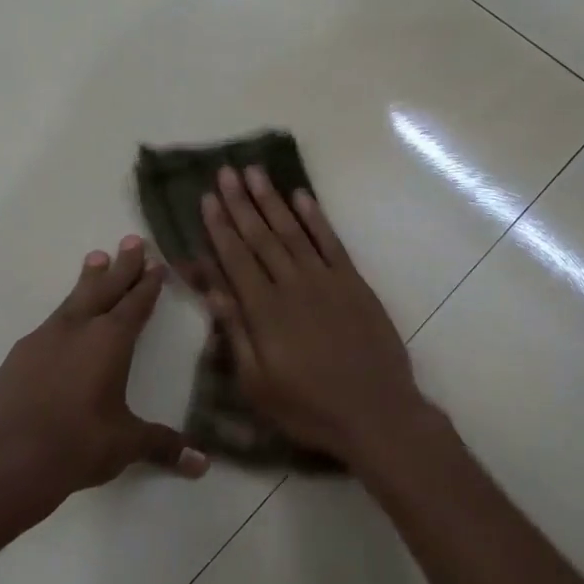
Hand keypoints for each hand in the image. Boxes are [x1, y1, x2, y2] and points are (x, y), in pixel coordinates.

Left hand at [0, 236, 207, 520]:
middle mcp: (78, 330)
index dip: (148, 285)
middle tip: (131, 240)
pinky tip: (63, 320)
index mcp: (110, 341)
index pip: (135, 305)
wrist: (3, 460)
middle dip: (122, 266)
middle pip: (105, 289)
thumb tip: (203, 464)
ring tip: (95, 258)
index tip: (156, 264)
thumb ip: (164, 446)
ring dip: (89, 279)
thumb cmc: (76, 445)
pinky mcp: (19, 356)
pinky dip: (65, 312)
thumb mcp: (125, 444)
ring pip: (74, 300)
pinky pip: (51, 322)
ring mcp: (44, 339)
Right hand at [199, 166, 434, 467]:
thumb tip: (212, 290)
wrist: (376, 412)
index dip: (219, 227)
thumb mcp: (258, 385)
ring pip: (293, 231)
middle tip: (226, 171)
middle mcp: (292, 285)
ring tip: (255, 172)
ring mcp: (326, 280)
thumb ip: (235, 333)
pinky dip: (315, 218)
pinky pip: (331, 242)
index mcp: (264, 311)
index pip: (235, 258)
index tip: (207, 198)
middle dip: (241, 203)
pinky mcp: (354, 283)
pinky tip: (302, 197)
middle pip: (261, 236)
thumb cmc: (309, 408)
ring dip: (272, 200)